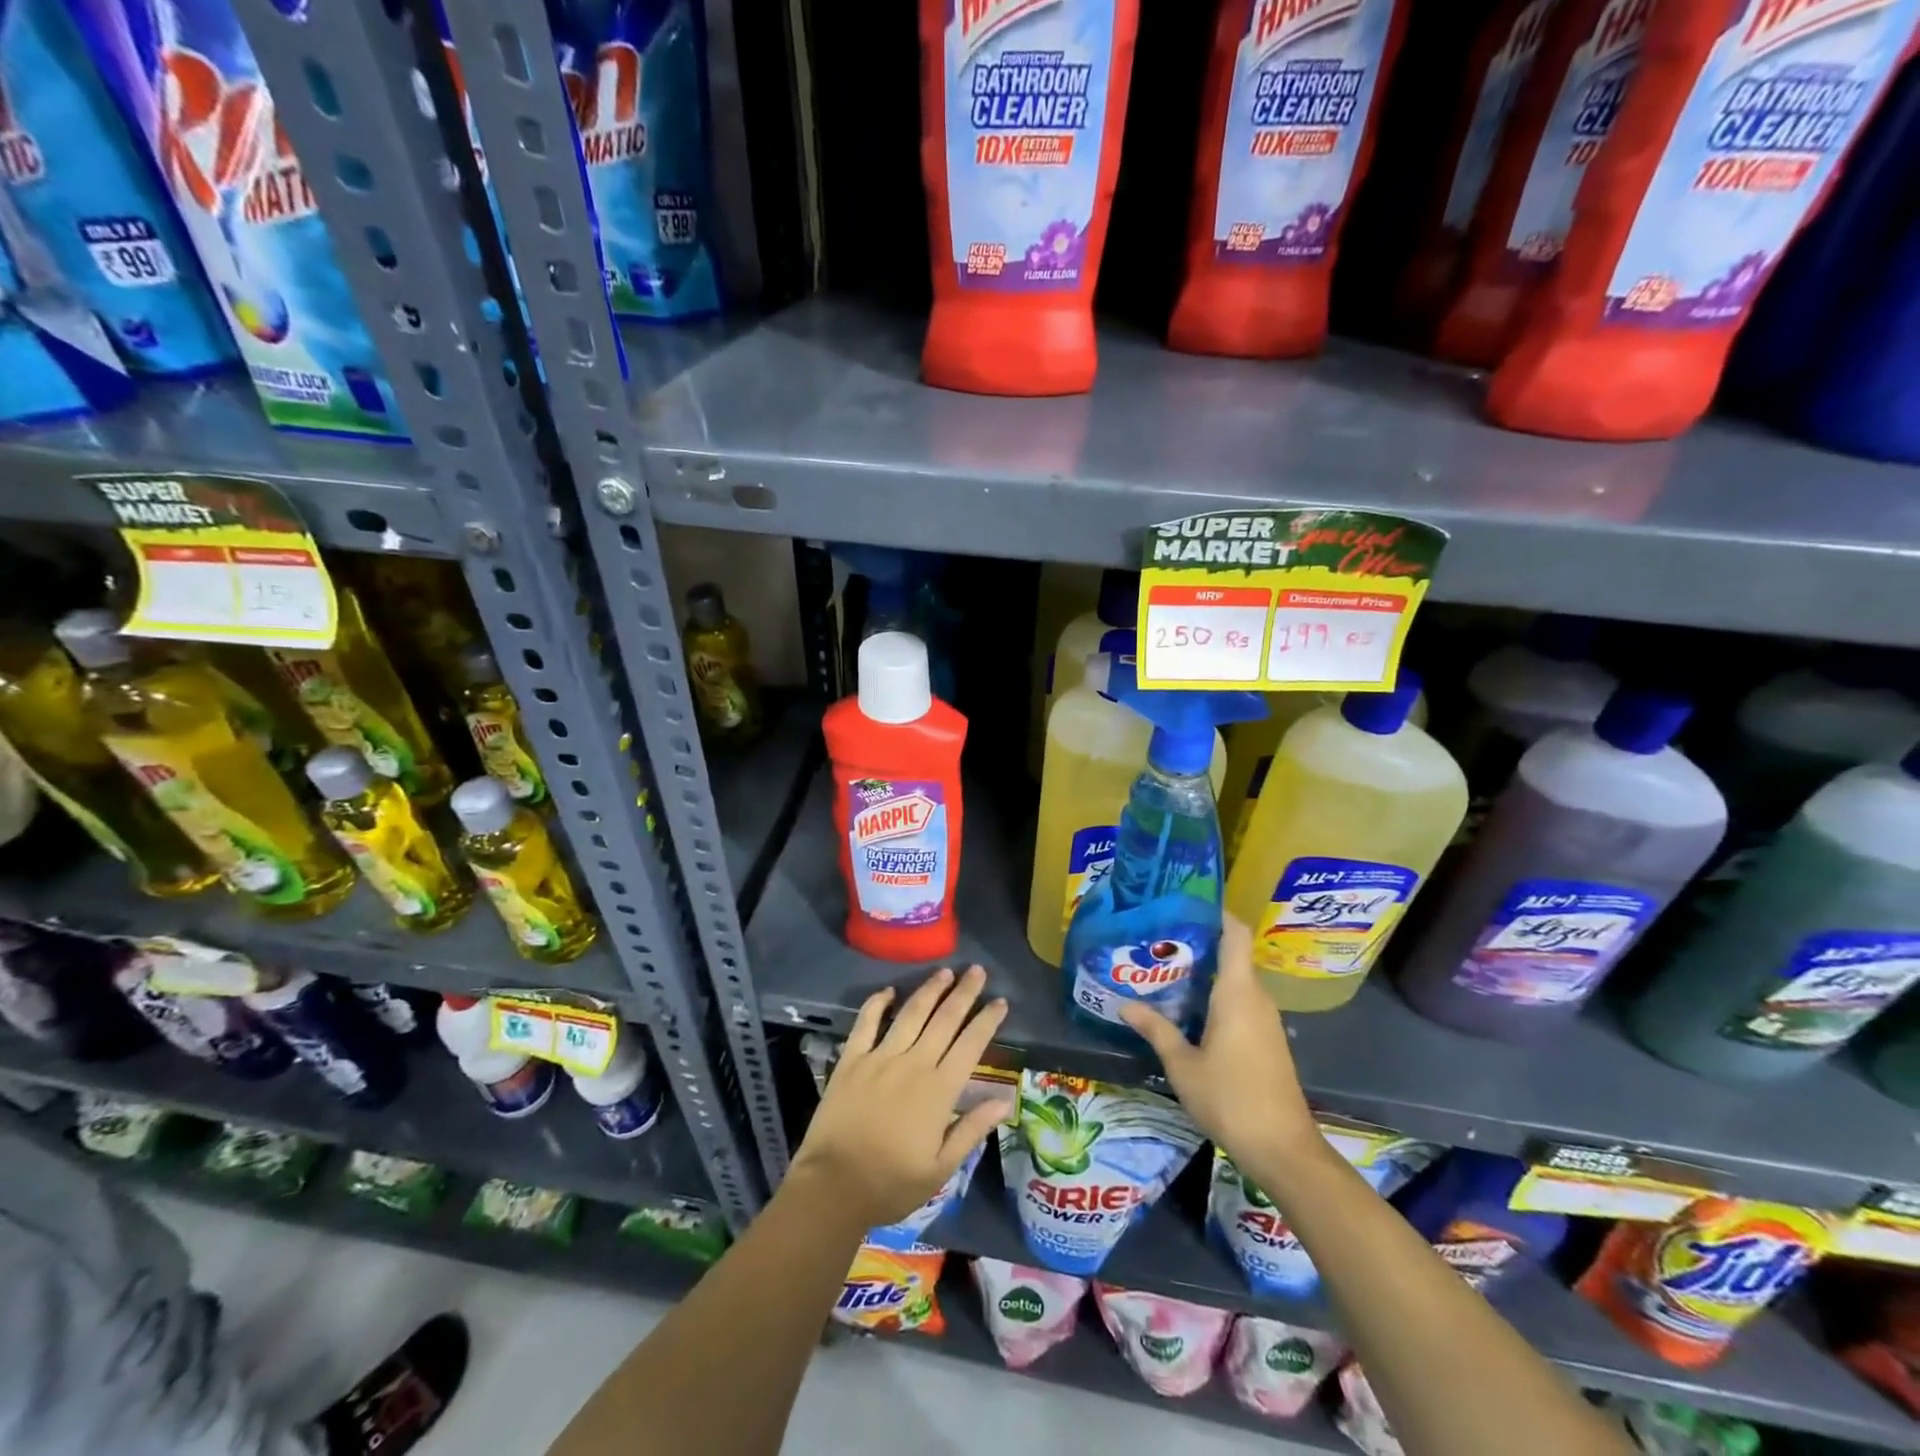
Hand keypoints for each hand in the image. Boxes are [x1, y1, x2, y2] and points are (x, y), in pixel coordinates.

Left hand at [790, 966, 1010, 1232]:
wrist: (833, 1187)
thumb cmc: (891, 1184)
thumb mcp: (940, 1169)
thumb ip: (971, 1130)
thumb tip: (1005, 1101)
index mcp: (938, 1090)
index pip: (970, 1045)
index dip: (987, 1020)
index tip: (1000, 1001)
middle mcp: (913, 1063)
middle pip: (944, 1019)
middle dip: (964, 993)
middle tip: (977, 970)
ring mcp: (880, 1057)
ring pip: (911, 1013)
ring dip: (930, 990)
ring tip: (945, 971)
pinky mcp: (851, 1059)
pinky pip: (866, 1022)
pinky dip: (878, 1002)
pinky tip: (889, 991)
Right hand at [1119, 916, 1319, 1168]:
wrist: (1283, 1149)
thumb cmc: (1230, 1098)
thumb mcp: (1182, 1065)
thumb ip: (1156, 1030)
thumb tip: (1124, 1004)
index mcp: (1238, 992)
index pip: (1235, 934)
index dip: (1216, 912)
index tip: (1186, 902)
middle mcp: (1256, 998)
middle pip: (1232, 955)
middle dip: (1198, 943)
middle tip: (1157, 940)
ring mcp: (1265, 1020)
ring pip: (1235, 981)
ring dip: (1206, 973)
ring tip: (1164, 971)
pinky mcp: (1267, 1040)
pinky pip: (1241, 1002)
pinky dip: (1216, 996)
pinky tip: (1188, 1009)